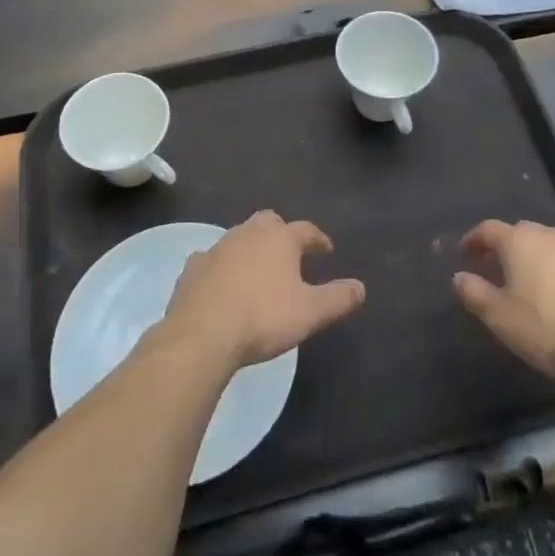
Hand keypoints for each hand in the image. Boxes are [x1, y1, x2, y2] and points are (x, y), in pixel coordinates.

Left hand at [162, 210, 365, 369]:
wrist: (203, 333)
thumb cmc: (264, 317)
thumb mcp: (311, 312)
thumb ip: (338, 298)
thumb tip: (361, 287)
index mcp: (280, 239)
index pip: (306, 230)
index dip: (318, 239)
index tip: (326, 249)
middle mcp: (249, 233)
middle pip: (270, 222)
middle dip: (282, 233)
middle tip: (290, 253)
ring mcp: (218, 247)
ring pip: (239, 237)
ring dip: (251, 248)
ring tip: (259, 269)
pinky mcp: (193, 267)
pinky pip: (212, 259)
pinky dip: (221, 266)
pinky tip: (222, 282)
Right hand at [454, 220, 554, 388]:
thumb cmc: (545, 328)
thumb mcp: (498, 316)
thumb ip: (473, 292)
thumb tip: (459, 277)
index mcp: (520, 241)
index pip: (488, 230)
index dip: (473, 240)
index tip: (466, 254)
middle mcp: (551, 235)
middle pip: (522, 234)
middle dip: (508, 249)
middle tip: (499, 270)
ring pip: (553, 248)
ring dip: (540, 261)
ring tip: (535, 286)